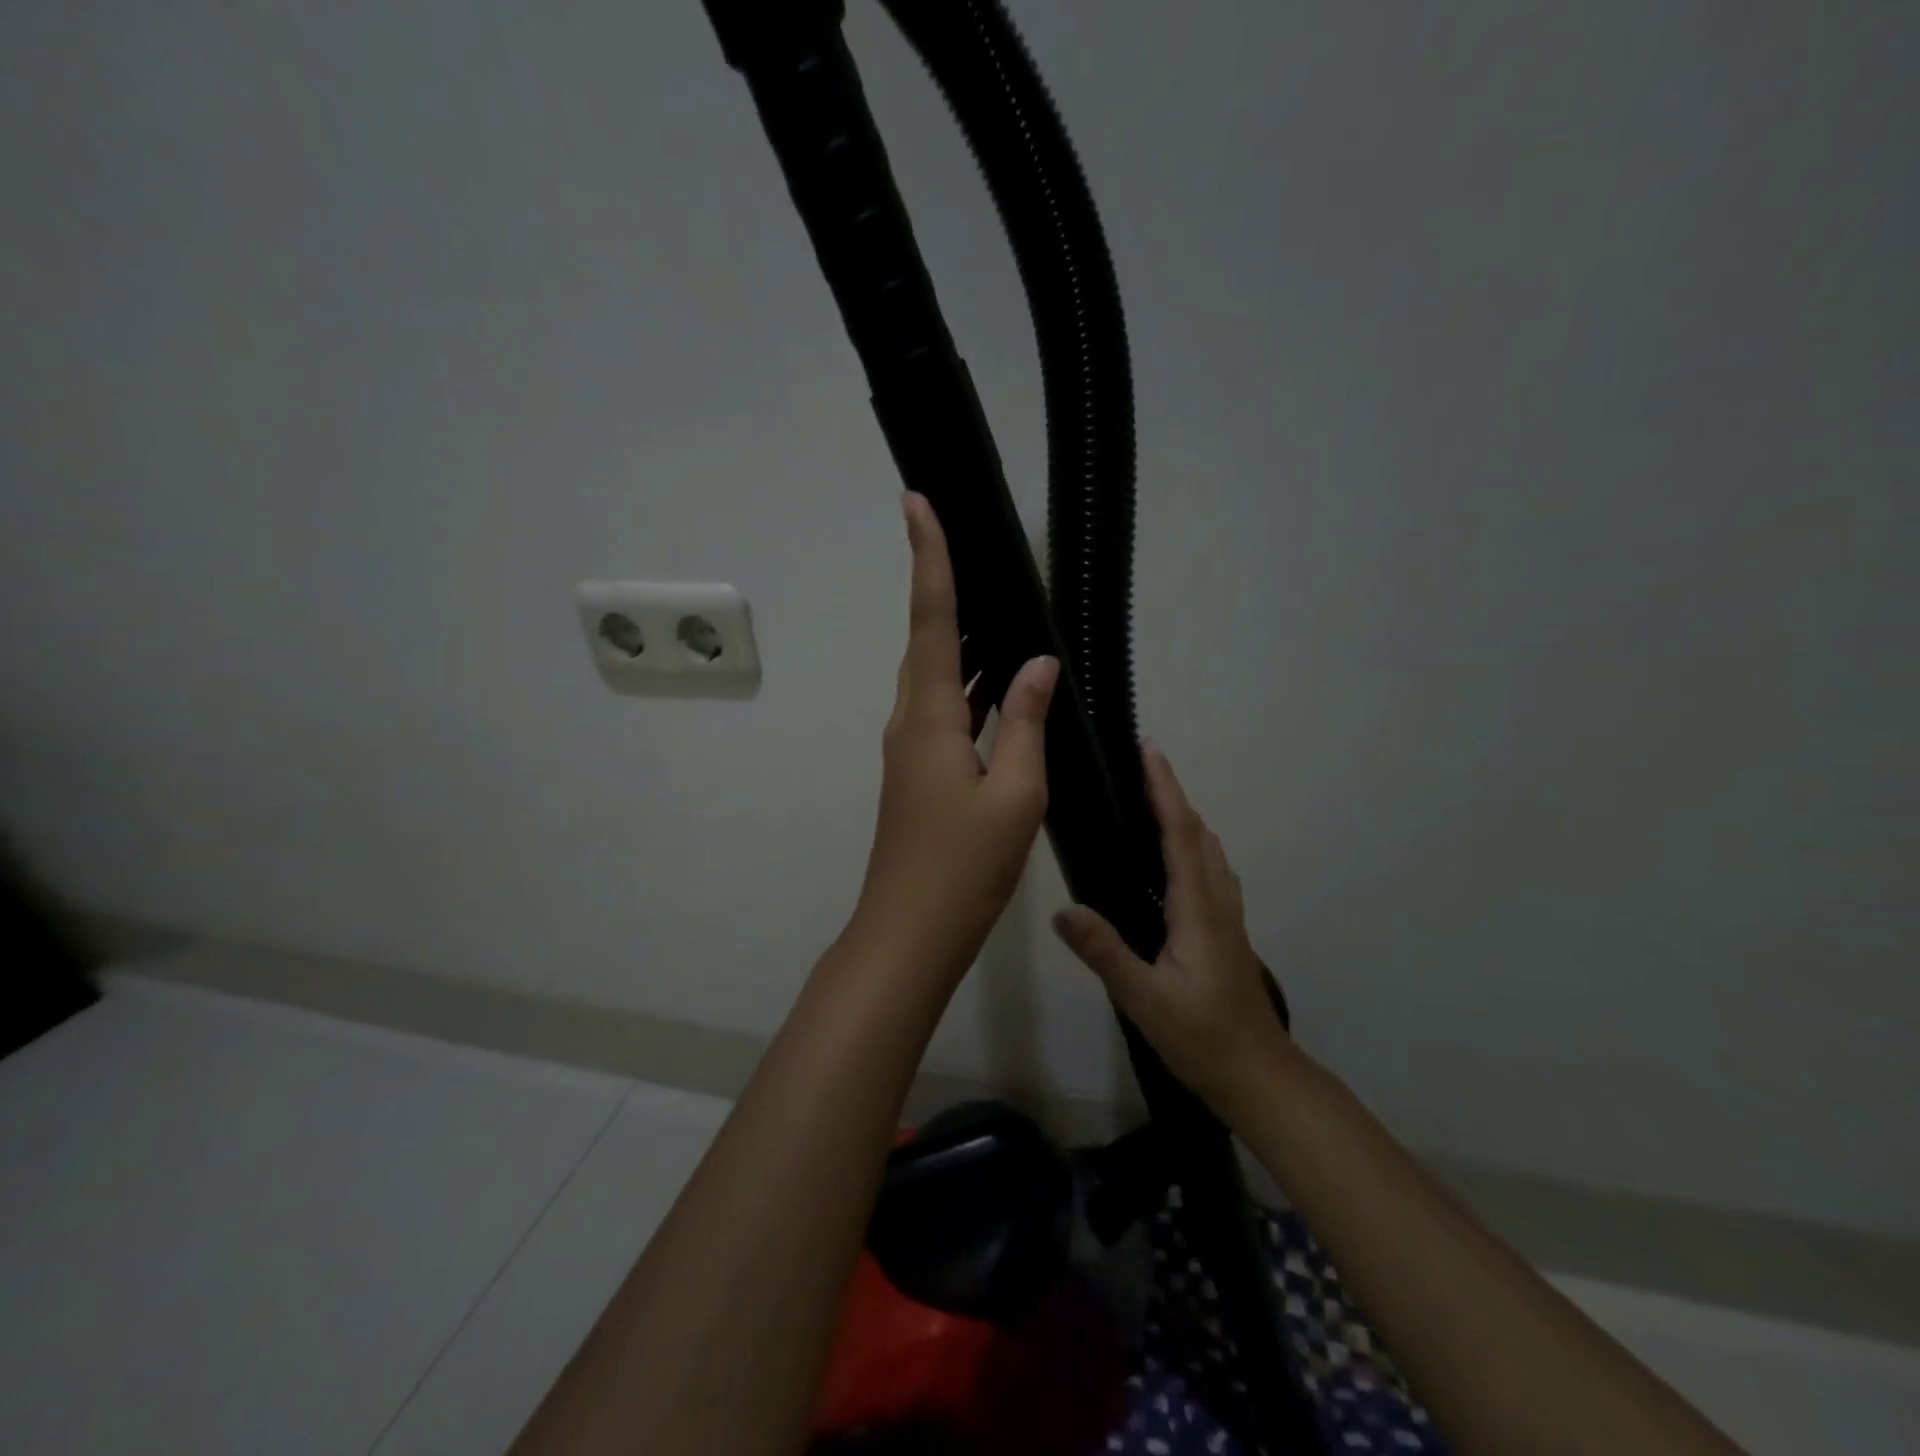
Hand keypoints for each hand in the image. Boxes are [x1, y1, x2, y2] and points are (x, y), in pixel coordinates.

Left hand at [847, 493, 1059, 982]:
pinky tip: (1001, 684)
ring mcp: (911, 749)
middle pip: (928, 640)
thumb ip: (1026, 722)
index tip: (917, 503)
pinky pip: (946, 710)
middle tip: (969, 543)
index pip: (931, 620)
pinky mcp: (920, 772)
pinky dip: (971, 687)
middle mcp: (911, 722)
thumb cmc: (963, 867)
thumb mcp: (1014, 794)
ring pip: (937, 676)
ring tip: (998, 604)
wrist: (910, 932)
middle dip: (943, 587)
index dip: (929, 559)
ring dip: (963, 639)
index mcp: (929, 718)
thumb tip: (1038, 664)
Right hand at [1052, 744, 1289, 1112]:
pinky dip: (1192, 844)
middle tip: (1138, 769)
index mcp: (1197, 908)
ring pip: (1209, 850)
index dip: (1165, 789)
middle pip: (1198, 832)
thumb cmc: (1201, 1037)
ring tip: (1150, 804)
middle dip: (1172, 794)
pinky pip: (1210, 870)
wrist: (1258, 1074)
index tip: (1149, 751)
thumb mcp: (1145, 999)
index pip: (1180, 833)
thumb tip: (1063, 911)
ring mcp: (1227, 915)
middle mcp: (1216, 901)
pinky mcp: (1226, 930)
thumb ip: (1106, 953)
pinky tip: (1171, 861)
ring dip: (1184, 817)